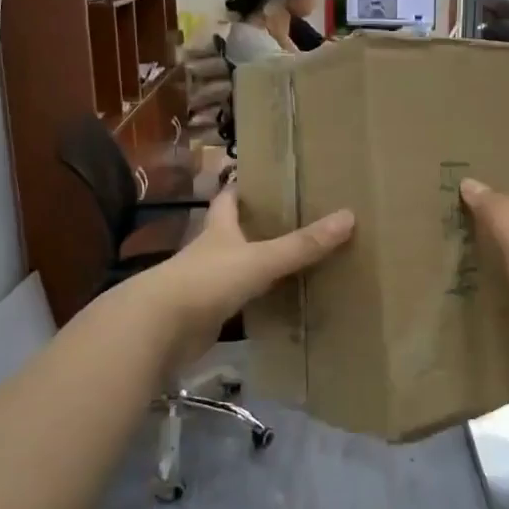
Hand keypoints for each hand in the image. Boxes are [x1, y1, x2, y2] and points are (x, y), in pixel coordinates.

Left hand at [142, 187, 353, 363]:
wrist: (159, 328)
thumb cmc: (208, 280)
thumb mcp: (260, 259)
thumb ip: (302, 245)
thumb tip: (348, 216)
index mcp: (219, 229)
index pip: (228, 199)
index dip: (242, 188)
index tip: (263, 180)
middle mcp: (209, 252)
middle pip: (232, 234)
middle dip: (255, 228)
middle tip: (291, 222)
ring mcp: (205, 285)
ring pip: (235, 270)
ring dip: (256, 267)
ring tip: (291, 263)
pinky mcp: (205, 317)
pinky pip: (236, 305)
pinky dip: (254, 304)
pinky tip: (275, 306)